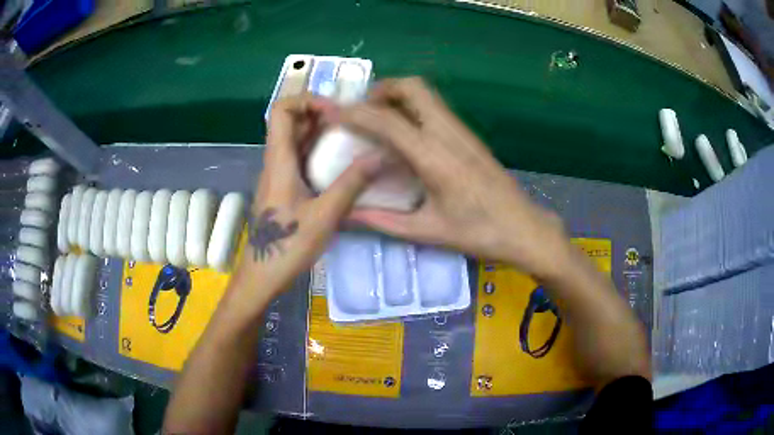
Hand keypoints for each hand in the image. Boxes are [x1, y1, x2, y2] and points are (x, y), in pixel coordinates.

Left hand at [234, 95, 381, 297]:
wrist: (261, 277)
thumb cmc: (288, 247)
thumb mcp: (324, 216)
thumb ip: (351, 184)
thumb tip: (381, 156)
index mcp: (279, 160)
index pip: (280, 110)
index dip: (306, 99)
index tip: (335, 110)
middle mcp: (275, 161)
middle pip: (290, 121)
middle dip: (319, 113)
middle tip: (351, 121)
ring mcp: (277, 175)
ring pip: (295, 139)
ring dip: (320, 131)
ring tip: (351, 137)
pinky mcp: (282, 188)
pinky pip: (298, 157)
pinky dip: (317, 150)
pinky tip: (340, 163)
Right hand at [341, 78, 569, 278]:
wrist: (524, 228)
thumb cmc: (478, 233)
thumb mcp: (427, 231)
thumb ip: (382, 221)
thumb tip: (345, 215)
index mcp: (434, 157)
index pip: (387, 121)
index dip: (354, 113)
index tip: (329, 112)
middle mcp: (447, 133)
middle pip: (412, 87)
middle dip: (381, 90)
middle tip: (361, 111)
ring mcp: (461, 130)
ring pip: (426, 93)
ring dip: (397, 96)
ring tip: (376, 119)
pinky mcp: (468, 135)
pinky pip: (435, 108)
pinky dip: (412, 107)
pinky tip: (403, 133)